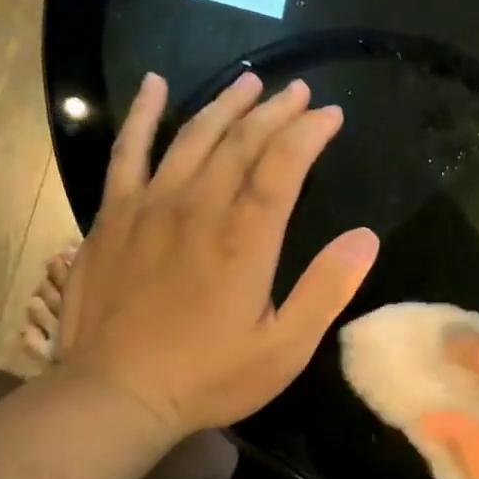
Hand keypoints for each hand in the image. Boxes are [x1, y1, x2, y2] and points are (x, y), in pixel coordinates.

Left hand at [55, 70, 379, 436]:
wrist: (113, 396)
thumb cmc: (208, 376)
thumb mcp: (284, 348)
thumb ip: (326, 290)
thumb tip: (366, 237)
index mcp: (245, 239)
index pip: (282, 164)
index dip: (310, 132)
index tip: (332, 114)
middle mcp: (198, 208)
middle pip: (242, 141)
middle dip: (277, 111)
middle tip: (301, 92)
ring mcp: (150, 206)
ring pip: (193, 136)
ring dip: (226, 104)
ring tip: (252, 82)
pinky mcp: (113, 215)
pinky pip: (126, 151)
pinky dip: (141, 114)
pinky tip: (155, 86)